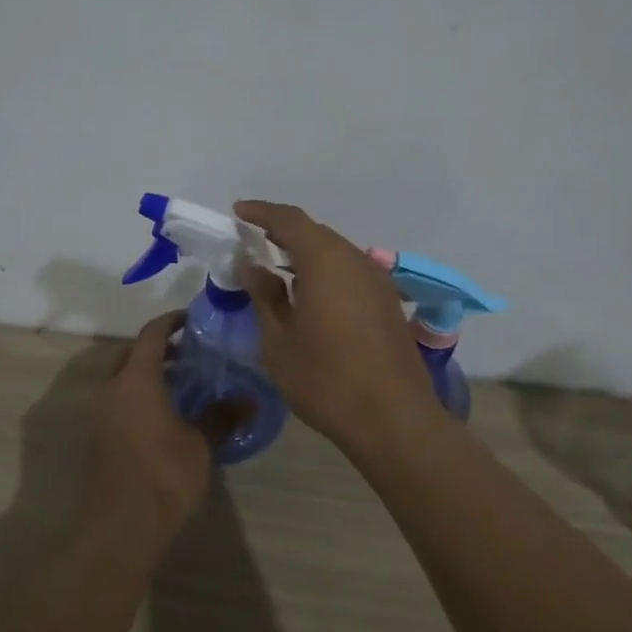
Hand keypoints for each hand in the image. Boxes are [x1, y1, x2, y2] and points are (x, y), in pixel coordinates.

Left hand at [82, 312, 218, 553]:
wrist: (120, 528)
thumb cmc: (164, 476)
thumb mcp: (201, 444)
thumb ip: (222, 416)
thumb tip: (248, 400)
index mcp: (136, 379)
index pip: (151, 334)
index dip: (171, 321)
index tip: (191, 319)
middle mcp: (111, 387)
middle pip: (132, 352)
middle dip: (158, 347)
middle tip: (189, 352)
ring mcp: (98, 412)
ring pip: (122, 377)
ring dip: (147, 372)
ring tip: (180, 383)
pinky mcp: (96, 435)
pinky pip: (117, 399)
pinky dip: (137, 394)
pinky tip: (162, 413)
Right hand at [235, 199, 440, 445]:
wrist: (393, 419)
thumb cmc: (326, 379)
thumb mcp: (279, 340)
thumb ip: (264, 295)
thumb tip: (251, 265)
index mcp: (326, 260)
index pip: (289, 220)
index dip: (262, 212)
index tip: (238, 213)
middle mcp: (355, 260)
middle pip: (315, 233)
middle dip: (283, 232)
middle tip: (253, 241)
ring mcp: (377, 280)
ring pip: (335, 252)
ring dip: (305, 253)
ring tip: (277, 267)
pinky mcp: (388, 301)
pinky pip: (350, 271)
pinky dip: (325, 271)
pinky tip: (310, 294)